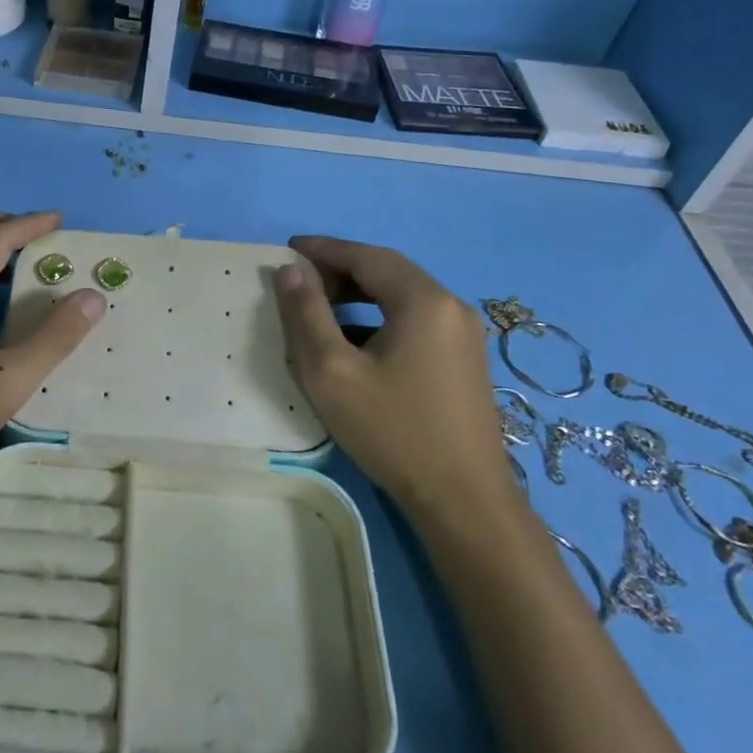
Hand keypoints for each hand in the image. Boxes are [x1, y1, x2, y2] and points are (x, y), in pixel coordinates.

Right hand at [274, 236, 511, 518]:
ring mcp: (463, 335)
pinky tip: (355, 344)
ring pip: (402, 297)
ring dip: (359, 295)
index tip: (288, 250)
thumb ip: (307, 314)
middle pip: (387, 272)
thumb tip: (291, 270)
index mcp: (424, 300)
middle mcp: (451, 307)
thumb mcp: (332, 371)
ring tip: (320, 310)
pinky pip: (415, 321)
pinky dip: (380, 318)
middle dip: (340, 271)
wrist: (464, 502)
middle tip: (299, 283)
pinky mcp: (464, 361)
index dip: (324, 250)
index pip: (366, 256)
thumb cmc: (393, 431)